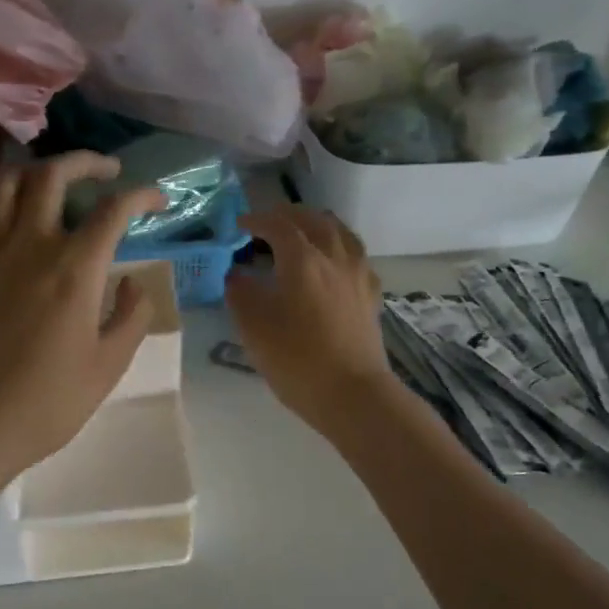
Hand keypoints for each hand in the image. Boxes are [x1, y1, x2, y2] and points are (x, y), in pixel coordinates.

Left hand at [0, 153, 165, 475]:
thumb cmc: (51, 400)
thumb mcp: (110, 363)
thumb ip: (131, 314)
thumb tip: (131, 281)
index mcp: (75, 270)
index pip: (114, 210)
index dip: (143, 196)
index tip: (159, 202)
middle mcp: (32, 246)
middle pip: (54, 175)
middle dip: (87, 162)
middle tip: (109, 172)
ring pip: (8, 182)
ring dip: (38, 170)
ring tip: (59, 181)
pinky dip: (3, 195)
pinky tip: (19, 210)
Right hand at [225, 207, 396, 434]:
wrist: (352, 393)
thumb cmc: (296, 359)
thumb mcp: (253, 327)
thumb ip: (240, 292)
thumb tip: (237, 273)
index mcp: (303, 259)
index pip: (278, 224)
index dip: (256, 219)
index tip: (240, 224)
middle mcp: (334, 256)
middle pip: (314, 219)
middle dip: (288, 215)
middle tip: (268, 223)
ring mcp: (358, 274)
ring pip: (340, 232)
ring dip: (317, 226)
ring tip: (301, 235)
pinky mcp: (371, 294)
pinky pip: (355, 256)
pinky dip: (338, 248)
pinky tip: (331, 264)